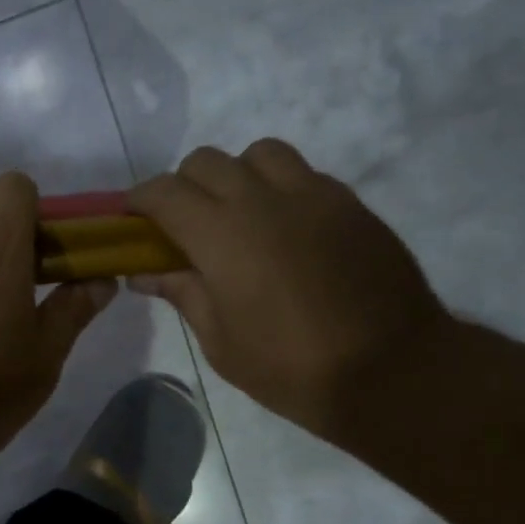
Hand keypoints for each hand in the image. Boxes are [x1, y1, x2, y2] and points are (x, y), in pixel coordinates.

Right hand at [128, 139, 447, 438]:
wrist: (392, 370)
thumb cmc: (291, 367)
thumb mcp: (221, 342)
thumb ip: (182, 293)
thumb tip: (143, 272)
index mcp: (221, 235)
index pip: (164, 192)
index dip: (140, 200)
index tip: (132, 218)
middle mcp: (262, 199)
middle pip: (206, 161)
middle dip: (182, 186)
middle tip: (184, 226)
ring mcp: (311, 194)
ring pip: (258, 153)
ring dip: (236, 175)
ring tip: (239, 214)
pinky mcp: (348, 202)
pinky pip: (302, 173)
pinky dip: (279, 187)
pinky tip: (285, 228)